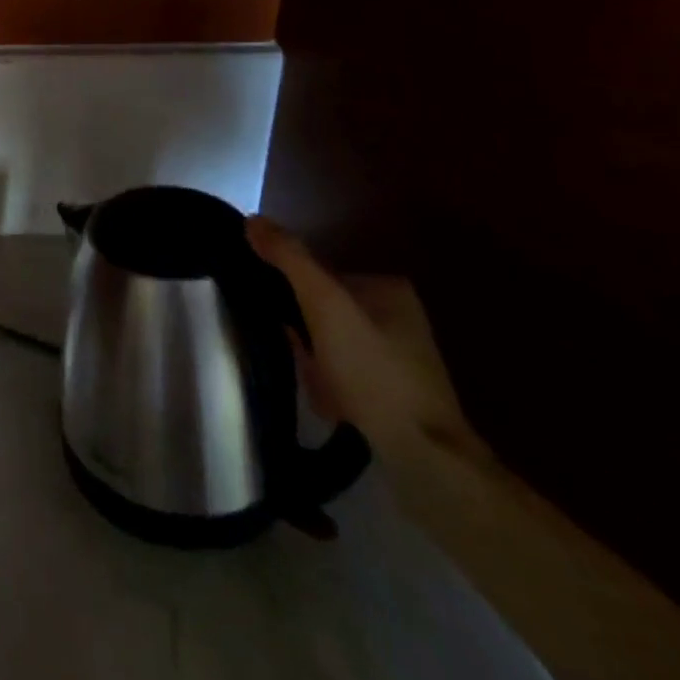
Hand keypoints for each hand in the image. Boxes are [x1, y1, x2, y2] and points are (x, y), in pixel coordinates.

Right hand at [245, 217, 485, 467]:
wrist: (427, 460)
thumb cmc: (374, 371)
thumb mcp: (325, 304)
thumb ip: (290, 259)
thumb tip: (253, 219)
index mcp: (388, 288)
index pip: (320, 276)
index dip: (294, 297)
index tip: (284, 322)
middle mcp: (399, 317)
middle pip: (325, 312)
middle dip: (305, 337)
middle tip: (302, 359)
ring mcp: (401, 359)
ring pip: (332, 346)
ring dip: (315, 364)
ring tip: (317, 387)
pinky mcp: (398, 396)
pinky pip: (347, 378)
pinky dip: (332, 389)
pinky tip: (332, 407)